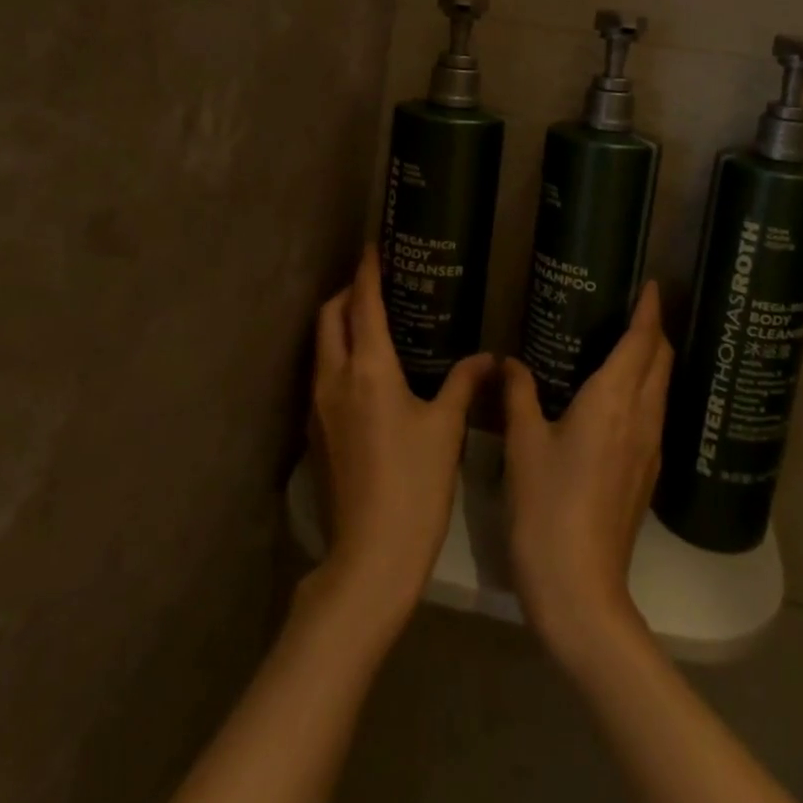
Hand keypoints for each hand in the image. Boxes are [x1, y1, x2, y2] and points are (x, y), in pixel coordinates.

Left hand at [307, 245, 493, 640]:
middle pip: (329, 317)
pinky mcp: (316, 431)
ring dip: (340, 324)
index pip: (363, 304)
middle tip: (376, 284)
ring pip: (321, 346)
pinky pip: (322, 374)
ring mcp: (318, 406)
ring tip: (373, 322)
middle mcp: (334, 378)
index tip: (373, 246)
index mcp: (369, 369)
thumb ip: (464, 384)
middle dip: (347, 292)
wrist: (369, 556)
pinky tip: (366, 372)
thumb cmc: (415, 484)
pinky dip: (338, 355)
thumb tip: (487, 359)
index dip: (367, 271)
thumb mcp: (446, 428)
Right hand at [503, 282, 673, 667]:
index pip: (643, 342)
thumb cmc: (546, 507)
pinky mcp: (647, 474)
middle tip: (634, 308)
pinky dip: (646, 390)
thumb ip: (519, 395)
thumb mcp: (523, 444)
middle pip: (662, 361)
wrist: (580, 589)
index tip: (651, 285)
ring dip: (653, 360)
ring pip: (662, 388)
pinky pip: (655, 414)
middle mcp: (642, 417)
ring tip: (627, 344)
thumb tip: (509, 362)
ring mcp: (650, 448)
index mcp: (614, 400)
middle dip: (655, 330)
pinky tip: (620, 398)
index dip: (649, 310)